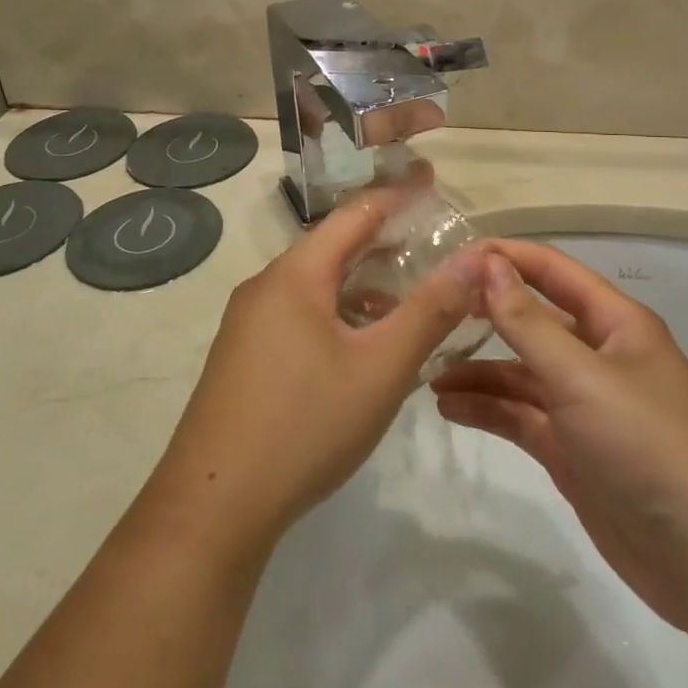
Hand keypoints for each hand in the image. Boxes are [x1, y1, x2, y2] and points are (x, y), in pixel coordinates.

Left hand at [148, 187, 485, 554]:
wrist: (213, 506)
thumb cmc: (305, 425)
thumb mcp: (381, 368)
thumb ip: (430, 311)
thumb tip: (474, 260)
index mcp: (295, 274)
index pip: (354, 214)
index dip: (396, 196)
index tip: (433, 182)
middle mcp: (266, 286)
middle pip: (333, 248)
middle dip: (383, 242)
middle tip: (431, 243)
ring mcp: (249, 323)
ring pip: (316, 286)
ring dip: (362, 286)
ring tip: (409, 299)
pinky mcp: (243, 356)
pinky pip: (299, 315)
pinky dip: (338, 315)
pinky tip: (363, 347)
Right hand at [431, 240, 687, 631]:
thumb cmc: (648, 445)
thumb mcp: (582, 376)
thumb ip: (527, 322)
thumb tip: (487, 264)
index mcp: (615, 323)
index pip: (552, 271)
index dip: (505, 257)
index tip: (451, 255)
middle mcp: (599, 356)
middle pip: (532, 321)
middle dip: (484, 315)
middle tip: (428, 312)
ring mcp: (585, 406)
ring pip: (521, 372)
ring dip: (478, 369)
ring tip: (427, 371)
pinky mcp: (573, 451)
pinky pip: (522, 416)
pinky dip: (488, 409)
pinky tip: (449, 407)